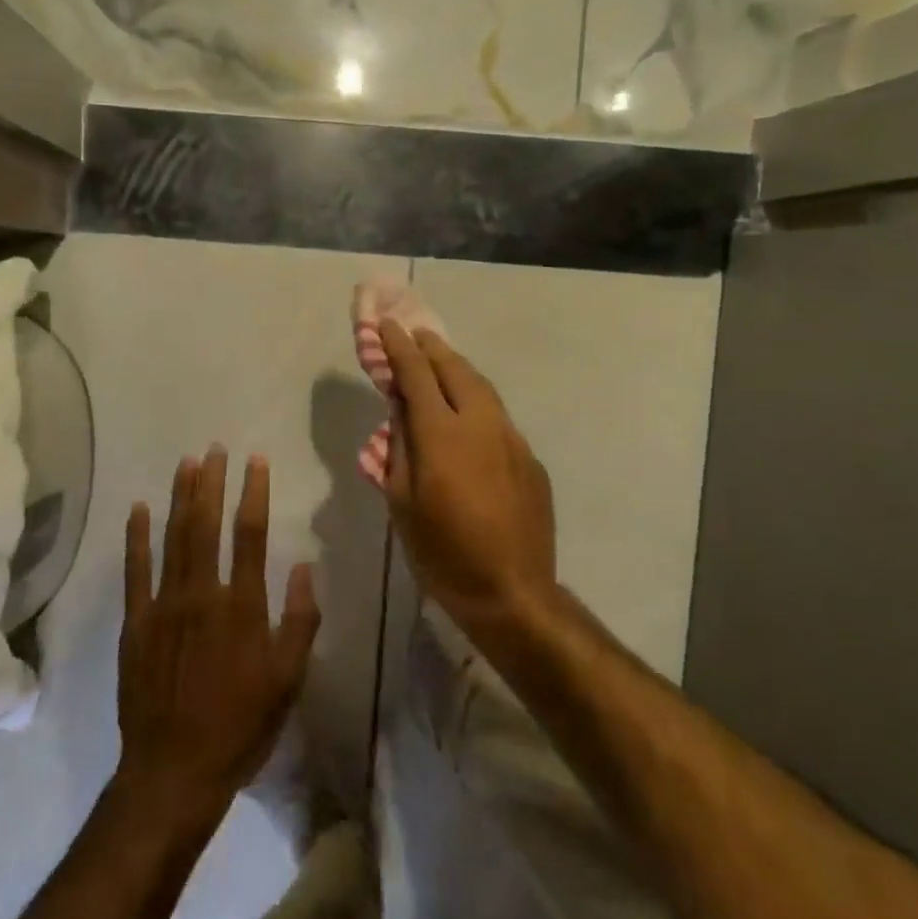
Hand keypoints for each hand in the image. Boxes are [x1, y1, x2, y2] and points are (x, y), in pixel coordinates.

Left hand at [116, 449, 320, 827]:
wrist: (175, 770)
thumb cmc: (240, 726)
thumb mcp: (288, 680)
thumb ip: (299, 620)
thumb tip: (303, 566)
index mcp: (243, 606)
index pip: (251, 535)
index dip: (253, 493)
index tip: (254, 461)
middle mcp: (203, 594)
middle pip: (207, 525)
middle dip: (212, 483)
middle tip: (214, 449)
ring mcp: (164, 605)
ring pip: (174, 538)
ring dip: (180, 498)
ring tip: (186, 463)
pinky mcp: (136, 622)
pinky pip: (135, 571)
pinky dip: (137, 538)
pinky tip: (139, 509)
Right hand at [380, 319, 556, 633]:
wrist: (513, 593)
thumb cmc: (442, 552)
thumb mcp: (402, 502)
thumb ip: (400, 448)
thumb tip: (401, 411)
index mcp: (442, 434)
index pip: (416, 374)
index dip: (398, 347)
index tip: (387, 325)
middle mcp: (482, 424)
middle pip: (455, 369)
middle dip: (432, 348)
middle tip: (414, 334)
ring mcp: (512, 439)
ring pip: (483, 388)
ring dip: (458, 368)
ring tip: (440, 362)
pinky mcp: (530, 459)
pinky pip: (499, 417)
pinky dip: (477, 401)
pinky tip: (468, 415)